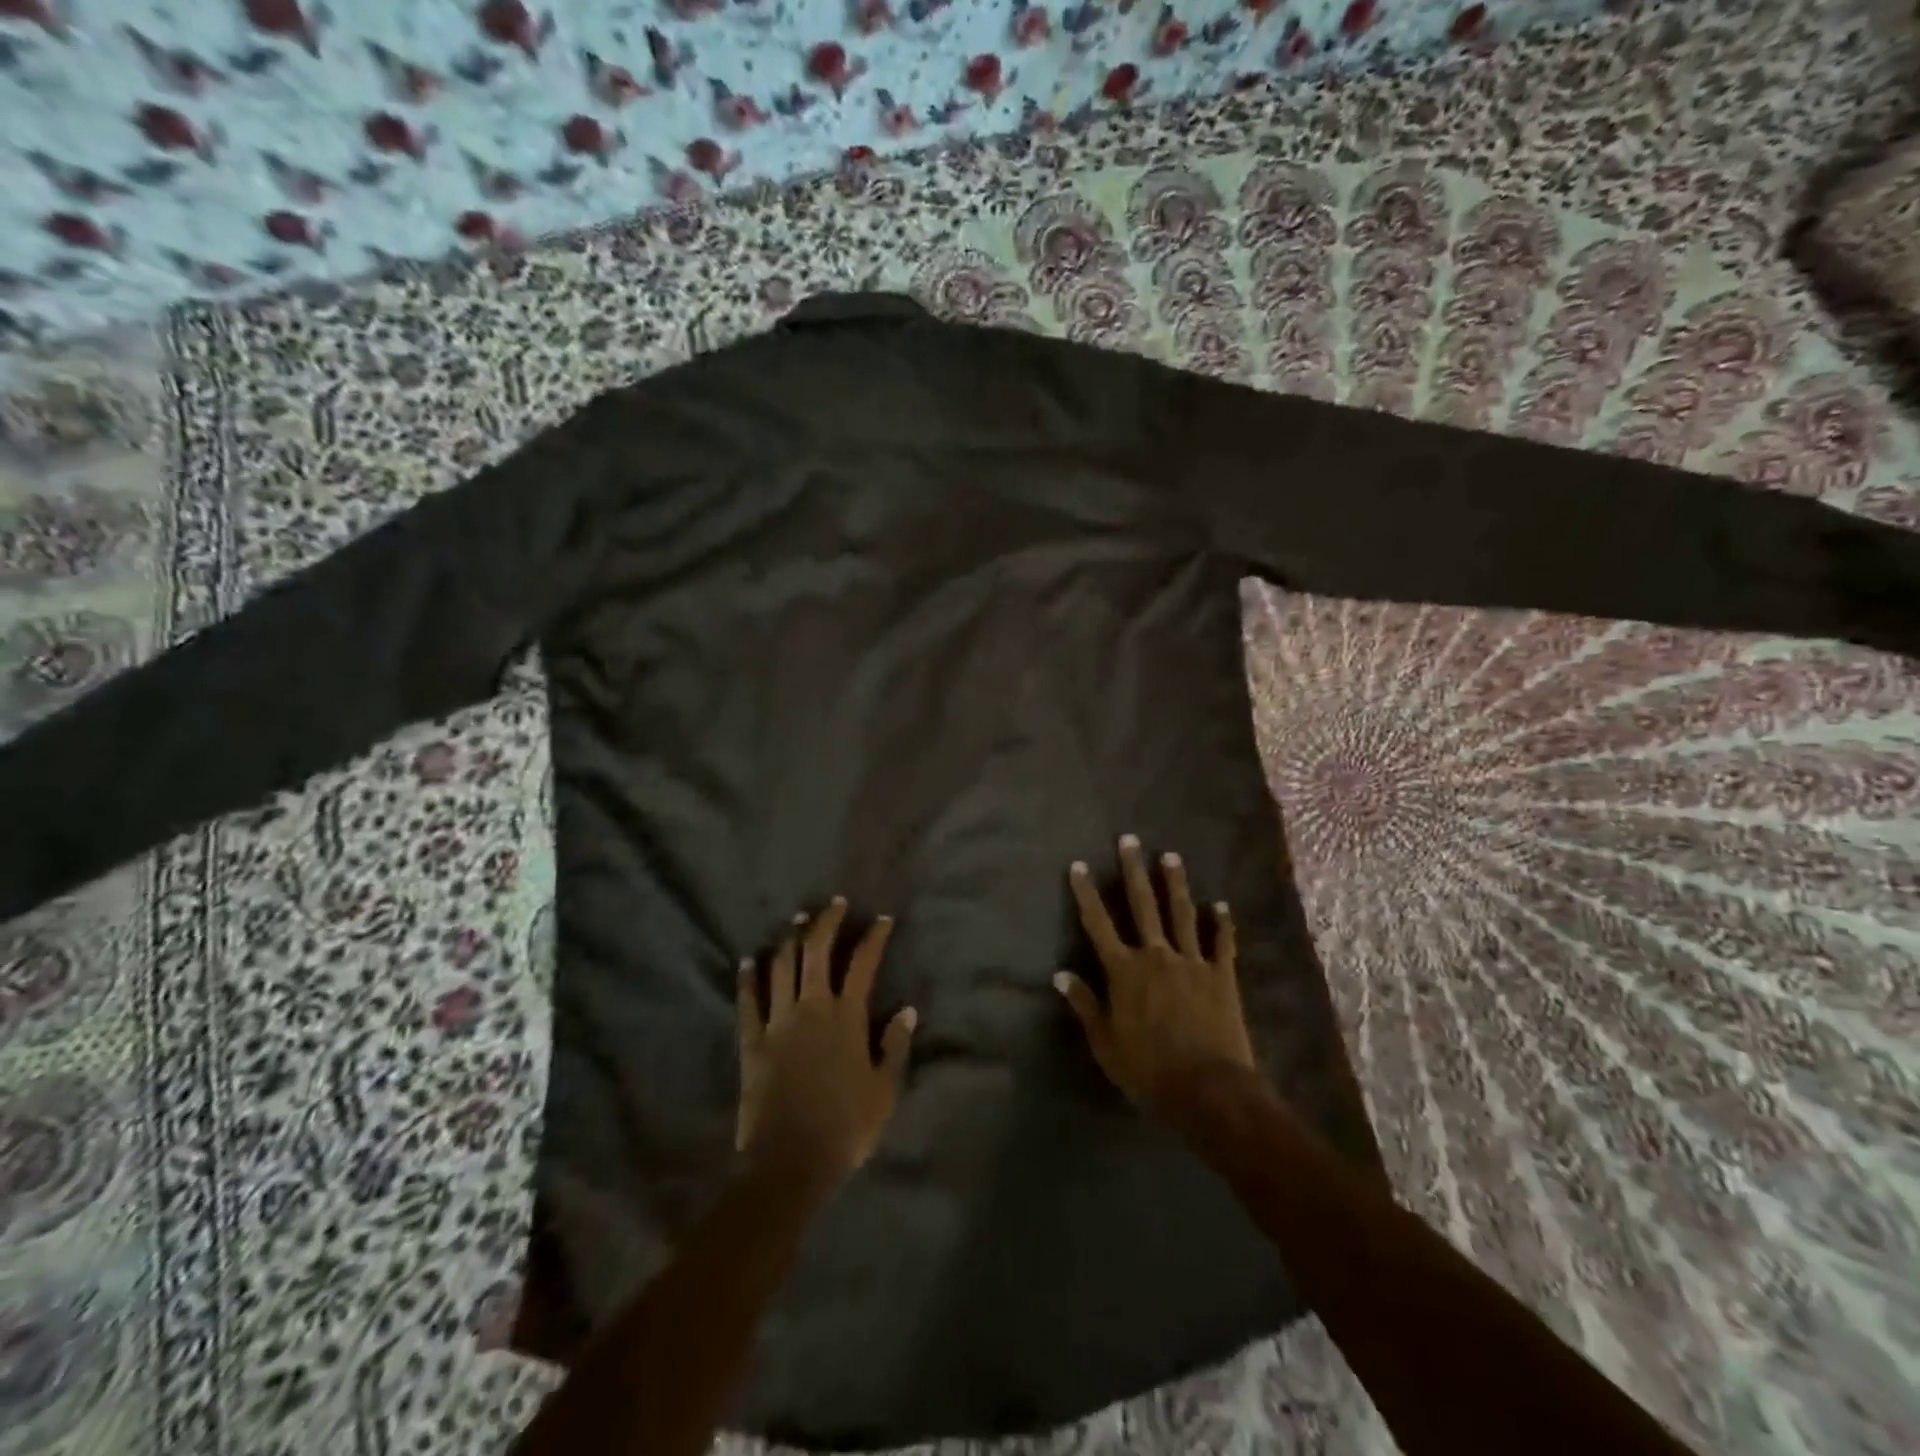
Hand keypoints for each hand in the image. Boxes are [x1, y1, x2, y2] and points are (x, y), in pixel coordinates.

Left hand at [735, 898, 915, 1183]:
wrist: (789, 1162)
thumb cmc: (844, 1128)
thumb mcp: (884, 1090)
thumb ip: (895, 1046)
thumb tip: (907, 1009)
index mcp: (847, 1018)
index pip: (863, 964)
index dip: (873, 937)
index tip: (881, 919)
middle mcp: (811, 1008)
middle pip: (816, 951)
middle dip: (826, 922)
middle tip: (835, 904)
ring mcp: (777, 1022)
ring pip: (782, 966)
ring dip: (790, 939)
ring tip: (797, 920)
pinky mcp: (751, 1041)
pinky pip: (747, 1001)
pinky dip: (748, 977)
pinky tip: (749, 959)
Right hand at [1055, 835, 1254, 1112]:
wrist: (1207, 1089)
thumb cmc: (1148, 1070)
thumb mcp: (1105, 1043)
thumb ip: (1085, 1004)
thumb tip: (1061, 974)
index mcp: (1124, 971)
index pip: (1098, 924)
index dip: (1087, 893)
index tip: (1079, 865)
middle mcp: (1156, 956)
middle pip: (1142, 905)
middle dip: (1133, 871)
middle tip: (1129, 840)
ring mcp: (1191, 962)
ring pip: (1181, 914)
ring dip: (1175, 884)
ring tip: (1170, 856)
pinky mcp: (1221, 976)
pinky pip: (1221, 943)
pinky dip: (1221, 923)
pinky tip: (1220, 905)